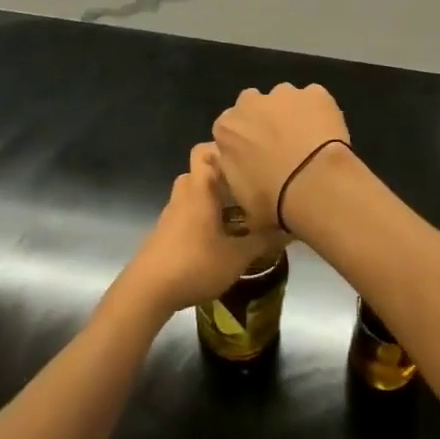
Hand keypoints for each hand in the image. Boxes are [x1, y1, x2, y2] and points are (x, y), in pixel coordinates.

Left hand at [117, 144, 284, 317]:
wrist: (148, 291)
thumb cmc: (195, 264)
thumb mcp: (237, 256)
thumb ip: (264, 241)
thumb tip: (291, 228)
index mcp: (200, 188)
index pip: (205, 150)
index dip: (222, 148)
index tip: (246, 158)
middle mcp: (184, 193)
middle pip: (200, 170)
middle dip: (221, 176)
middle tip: (246, 188)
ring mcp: (171, 213)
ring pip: (193, 193)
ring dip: (211, 198)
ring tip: (237, 213)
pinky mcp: (165, 232)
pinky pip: (186, 213)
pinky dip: (201, 217)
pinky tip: (218, 237)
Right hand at [212, 83, 350, 231]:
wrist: (314, 185)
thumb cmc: (272, 200)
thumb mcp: (241, 199)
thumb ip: (235, 177)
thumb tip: (242, 174)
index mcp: (226, 128)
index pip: (229, 129)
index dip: (244, 143)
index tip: (256, 159)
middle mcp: (250, 102)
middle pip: (254, 106)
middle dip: (264, 121)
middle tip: (282, 147)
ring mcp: (284, 93)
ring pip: (286, 99)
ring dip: (292, 114)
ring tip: (308, 143)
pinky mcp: (315, 93)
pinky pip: (315, 100)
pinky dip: (320, 113)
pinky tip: (327, 135)